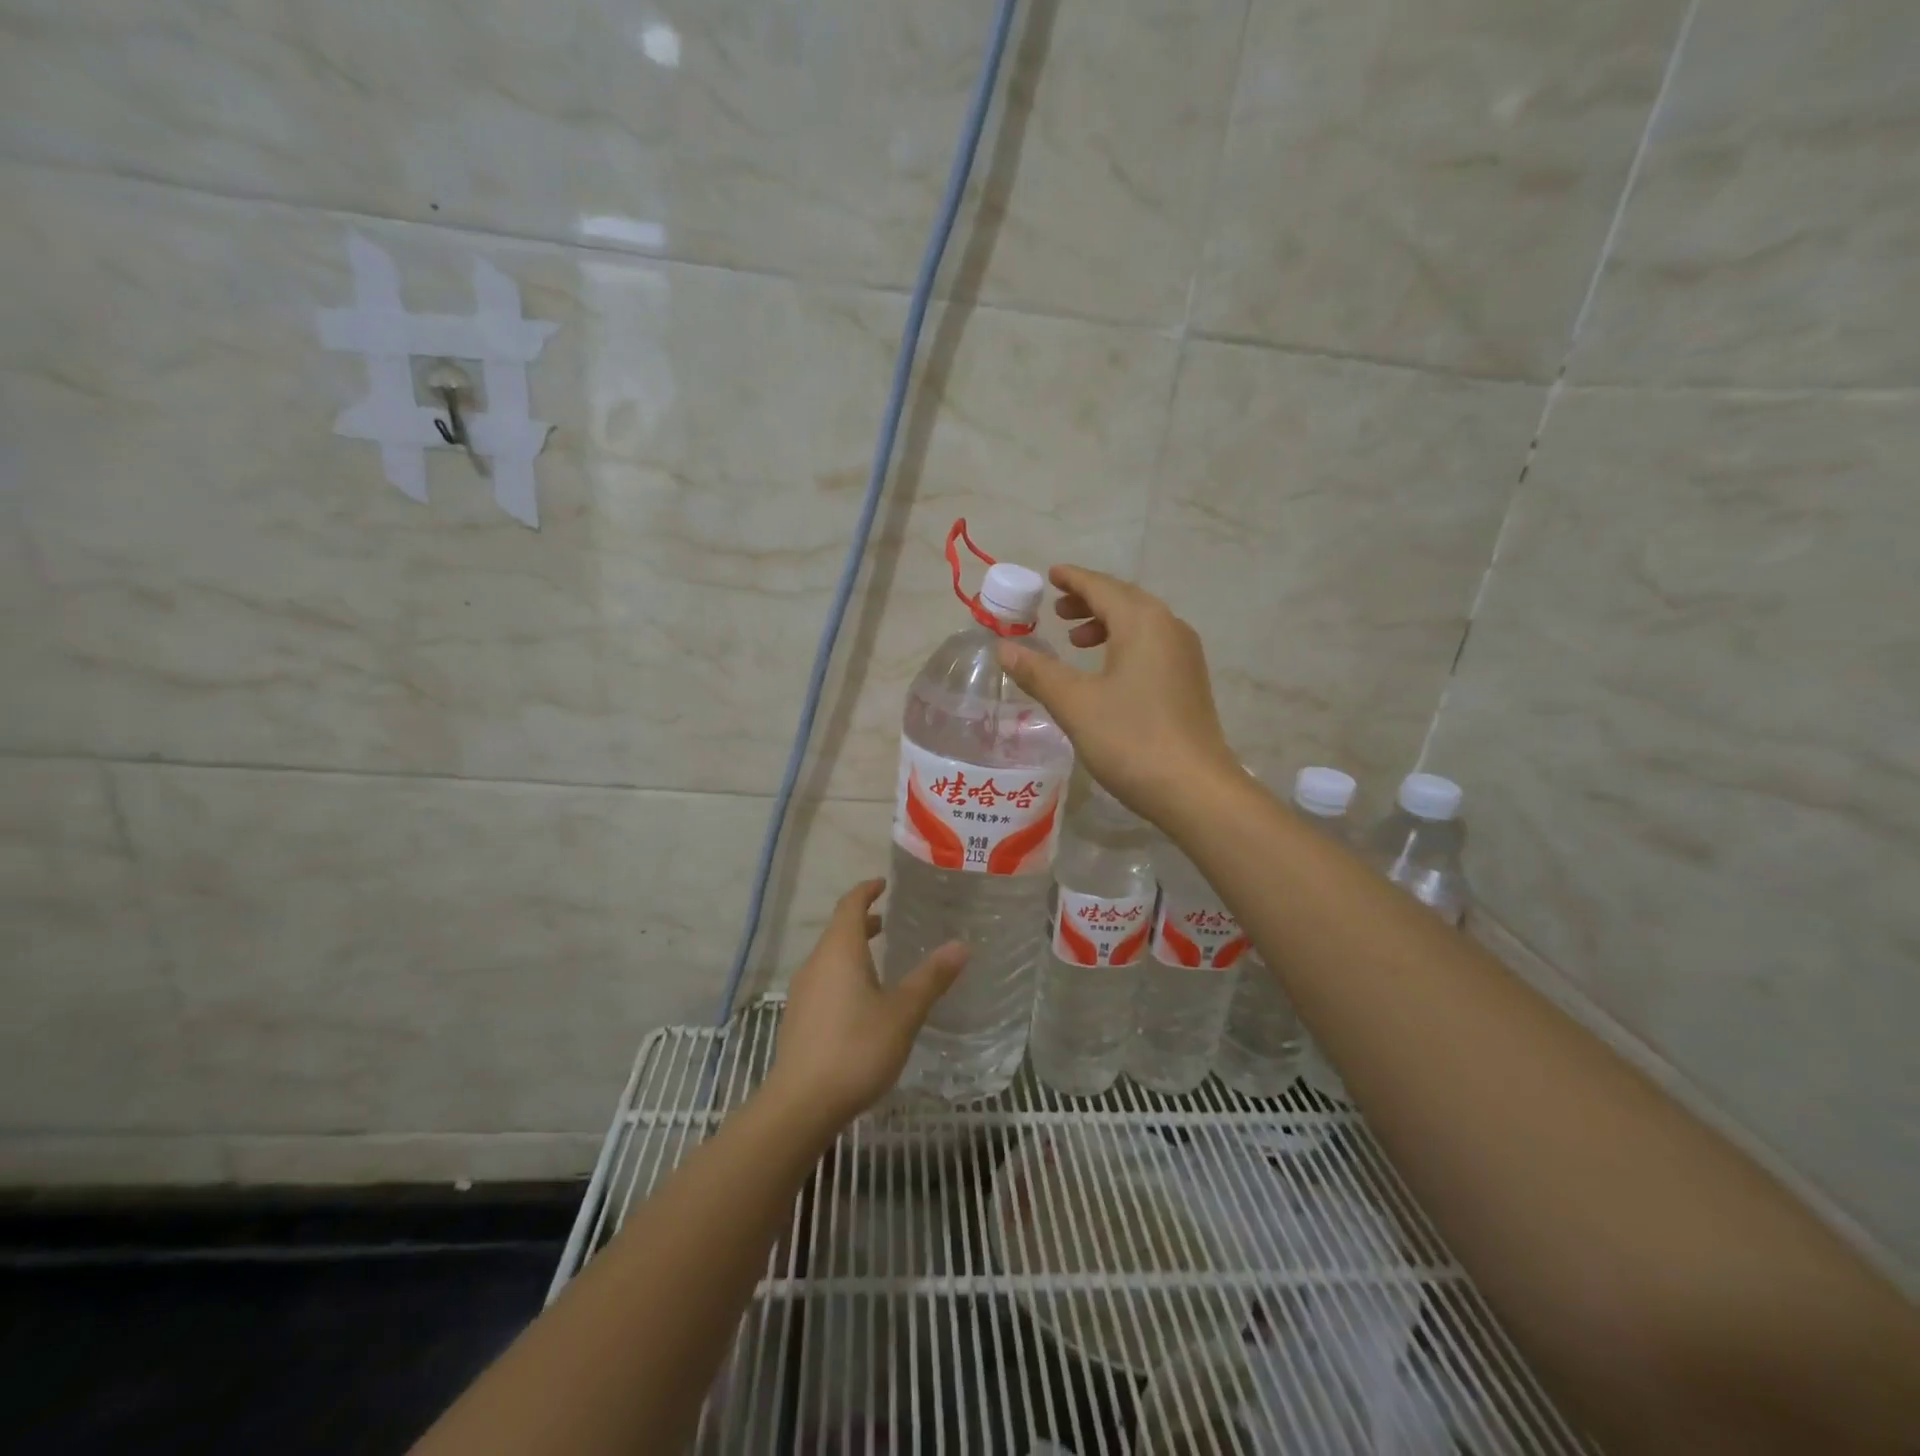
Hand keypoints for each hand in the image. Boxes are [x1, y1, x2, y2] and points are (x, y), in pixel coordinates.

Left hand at [766, 880, 967, 1130]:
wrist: (801, 1104)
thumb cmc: (856, 1048)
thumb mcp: (903, 1013)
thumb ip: (931, 978)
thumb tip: (961, 945)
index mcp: (839, 951)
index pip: (850, 905)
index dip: (866, 891)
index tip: (883, 884)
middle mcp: (816, 963)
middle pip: (838, 931)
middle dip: (862, 922)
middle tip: (887, 921)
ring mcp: (803, 992)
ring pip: (830, 958)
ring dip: (853, 951)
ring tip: (879, 961)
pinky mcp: (799, 1019)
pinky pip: (824, 981)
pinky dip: (844, 975)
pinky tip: (861, 1002)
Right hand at [998, 565, 1241, 826]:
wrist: (1194, 789)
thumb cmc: (1131, 739)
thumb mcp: (1075, 704)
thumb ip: (1038, 672)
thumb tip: (1004, 648)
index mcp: (1142, 622)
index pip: (1102, 587)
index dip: (1073, 579)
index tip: (1051, 574)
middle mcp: (1169, 628)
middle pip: (1125, 600)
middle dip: (1089, 601)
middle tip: (1056, 610)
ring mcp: (1185, 656)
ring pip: (1140, 624)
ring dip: (1107, 624)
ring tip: (1077, 640)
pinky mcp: (1189, 682)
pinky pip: (1152, 646)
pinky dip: (1124, 645)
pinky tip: (1107, 672)